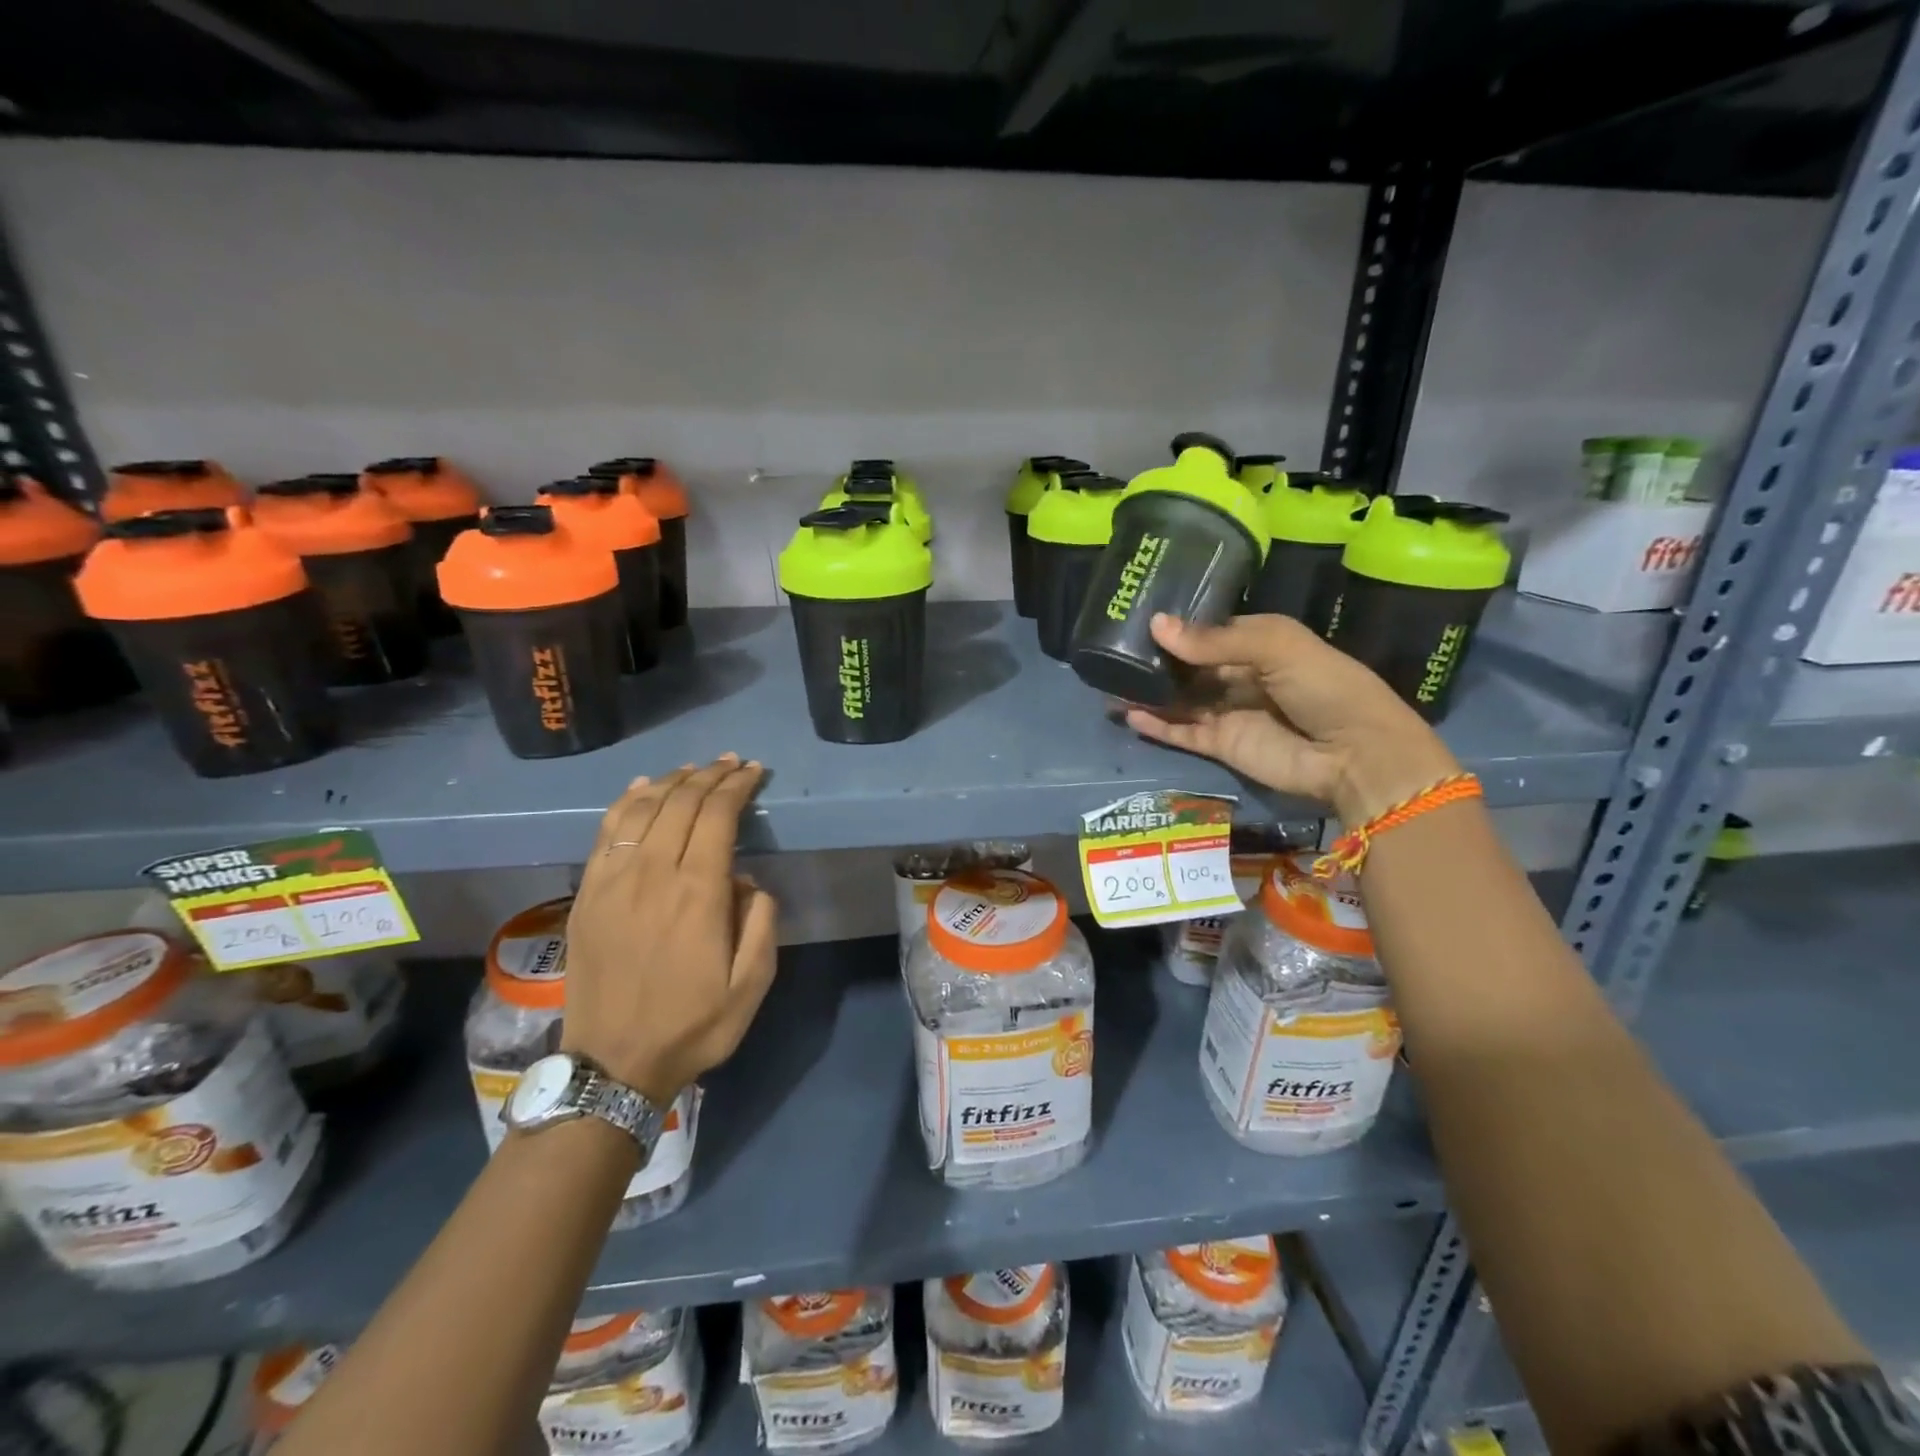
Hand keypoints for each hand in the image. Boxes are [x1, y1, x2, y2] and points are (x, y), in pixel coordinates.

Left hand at [562, 756, 778, 1103]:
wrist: (613, 1064)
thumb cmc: (692, 1025)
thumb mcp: (752, 985)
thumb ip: (761, 924)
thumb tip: (748, 882)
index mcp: (698, 894)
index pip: (718, 816)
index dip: (737, 786)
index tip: (753, 771)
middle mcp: (653, 874)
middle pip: (681, 803)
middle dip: (710, 776)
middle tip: (731, 763)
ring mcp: (613, 881)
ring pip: (642, 808)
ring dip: (672, 781)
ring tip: (694, 769)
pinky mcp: (587, 894)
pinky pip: (607, 832)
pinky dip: (627, 801)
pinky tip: (644, 787)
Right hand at [1125, 613, 1461, 824]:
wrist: (1357, 755)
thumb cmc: (1325, 687)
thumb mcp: (1276, 647)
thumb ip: (1214, 640)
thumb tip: (1156, 626)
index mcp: (1259, 644)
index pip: (1209, 632)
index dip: (1177, 627)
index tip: (1137, 620)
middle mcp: (1241, 676)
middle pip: (1190, 667)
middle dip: (1156, 660)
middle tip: (1112, 652)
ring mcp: (1229, 713)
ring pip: (1180, 700)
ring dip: (1148, 693)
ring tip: (1109, 683)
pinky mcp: (1222, 745)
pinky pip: (1182, 732)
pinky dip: (1157, 725)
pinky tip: (1128, 714)